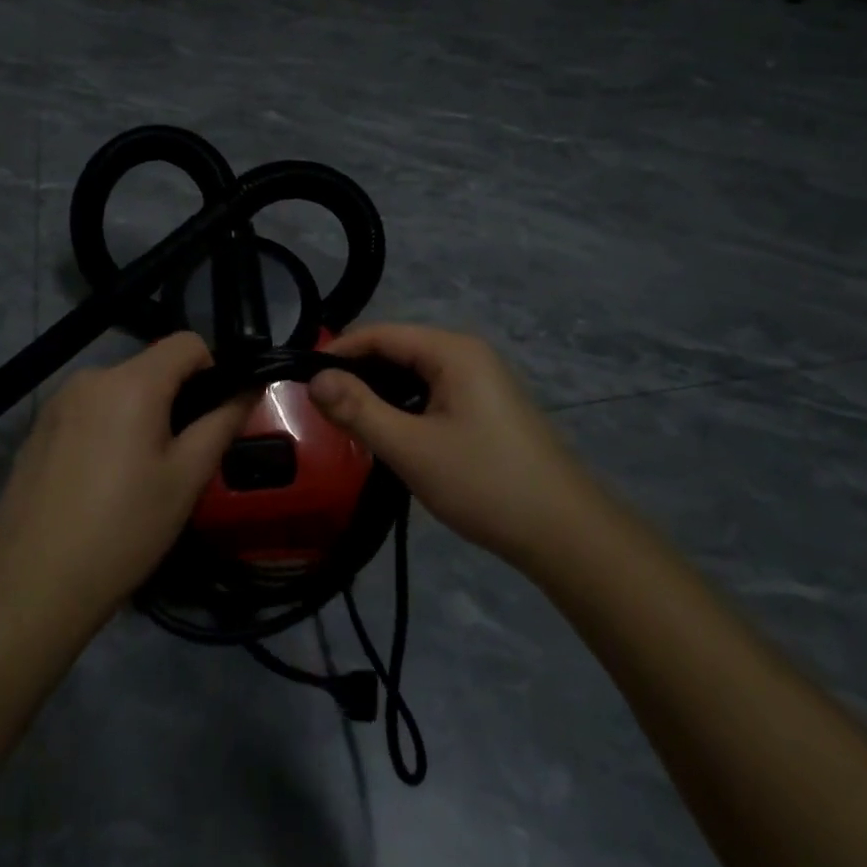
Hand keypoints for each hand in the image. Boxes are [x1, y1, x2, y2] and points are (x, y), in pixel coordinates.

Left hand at [0, 333, 250, 623]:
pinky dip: (107, 429)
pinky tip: (99, 482)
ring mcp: (58, 402)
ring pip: (119, 390)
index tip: (213, 415)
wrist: (33, 585)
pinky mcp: (38, 428)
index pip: (187, 343)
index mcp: (131, 382)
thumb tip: (250, 387)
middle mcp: (91, 378)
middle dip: (175, 399)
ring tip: (138, 475)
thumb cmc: (124, 529)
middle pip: (151, 367)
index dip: (212, 370)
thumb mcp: (187, 478)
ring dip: (140, 414)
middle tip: (179, 458)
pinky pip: (89, 411)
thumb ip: (223, 422)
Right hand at [308, 325, 588, 571]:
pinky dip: (405, 406)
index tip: (302, 380)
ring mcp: (481, 380)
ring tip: (348, 423)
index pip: (381, 334)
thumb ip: (359, 410)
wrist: (564, 533)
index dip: (339, 352)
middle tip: (321, 409)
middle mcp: (468, 353)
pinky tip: (390, 433)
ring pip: (414, 373)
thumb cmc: (485, 483)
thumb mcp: (412, 448)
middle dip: (358, 374)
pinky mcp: (486, 407)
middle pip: (397, 350)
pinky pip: (432, 392)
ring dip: (380, 393)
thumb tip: (315, 379)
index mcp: (453, 350)